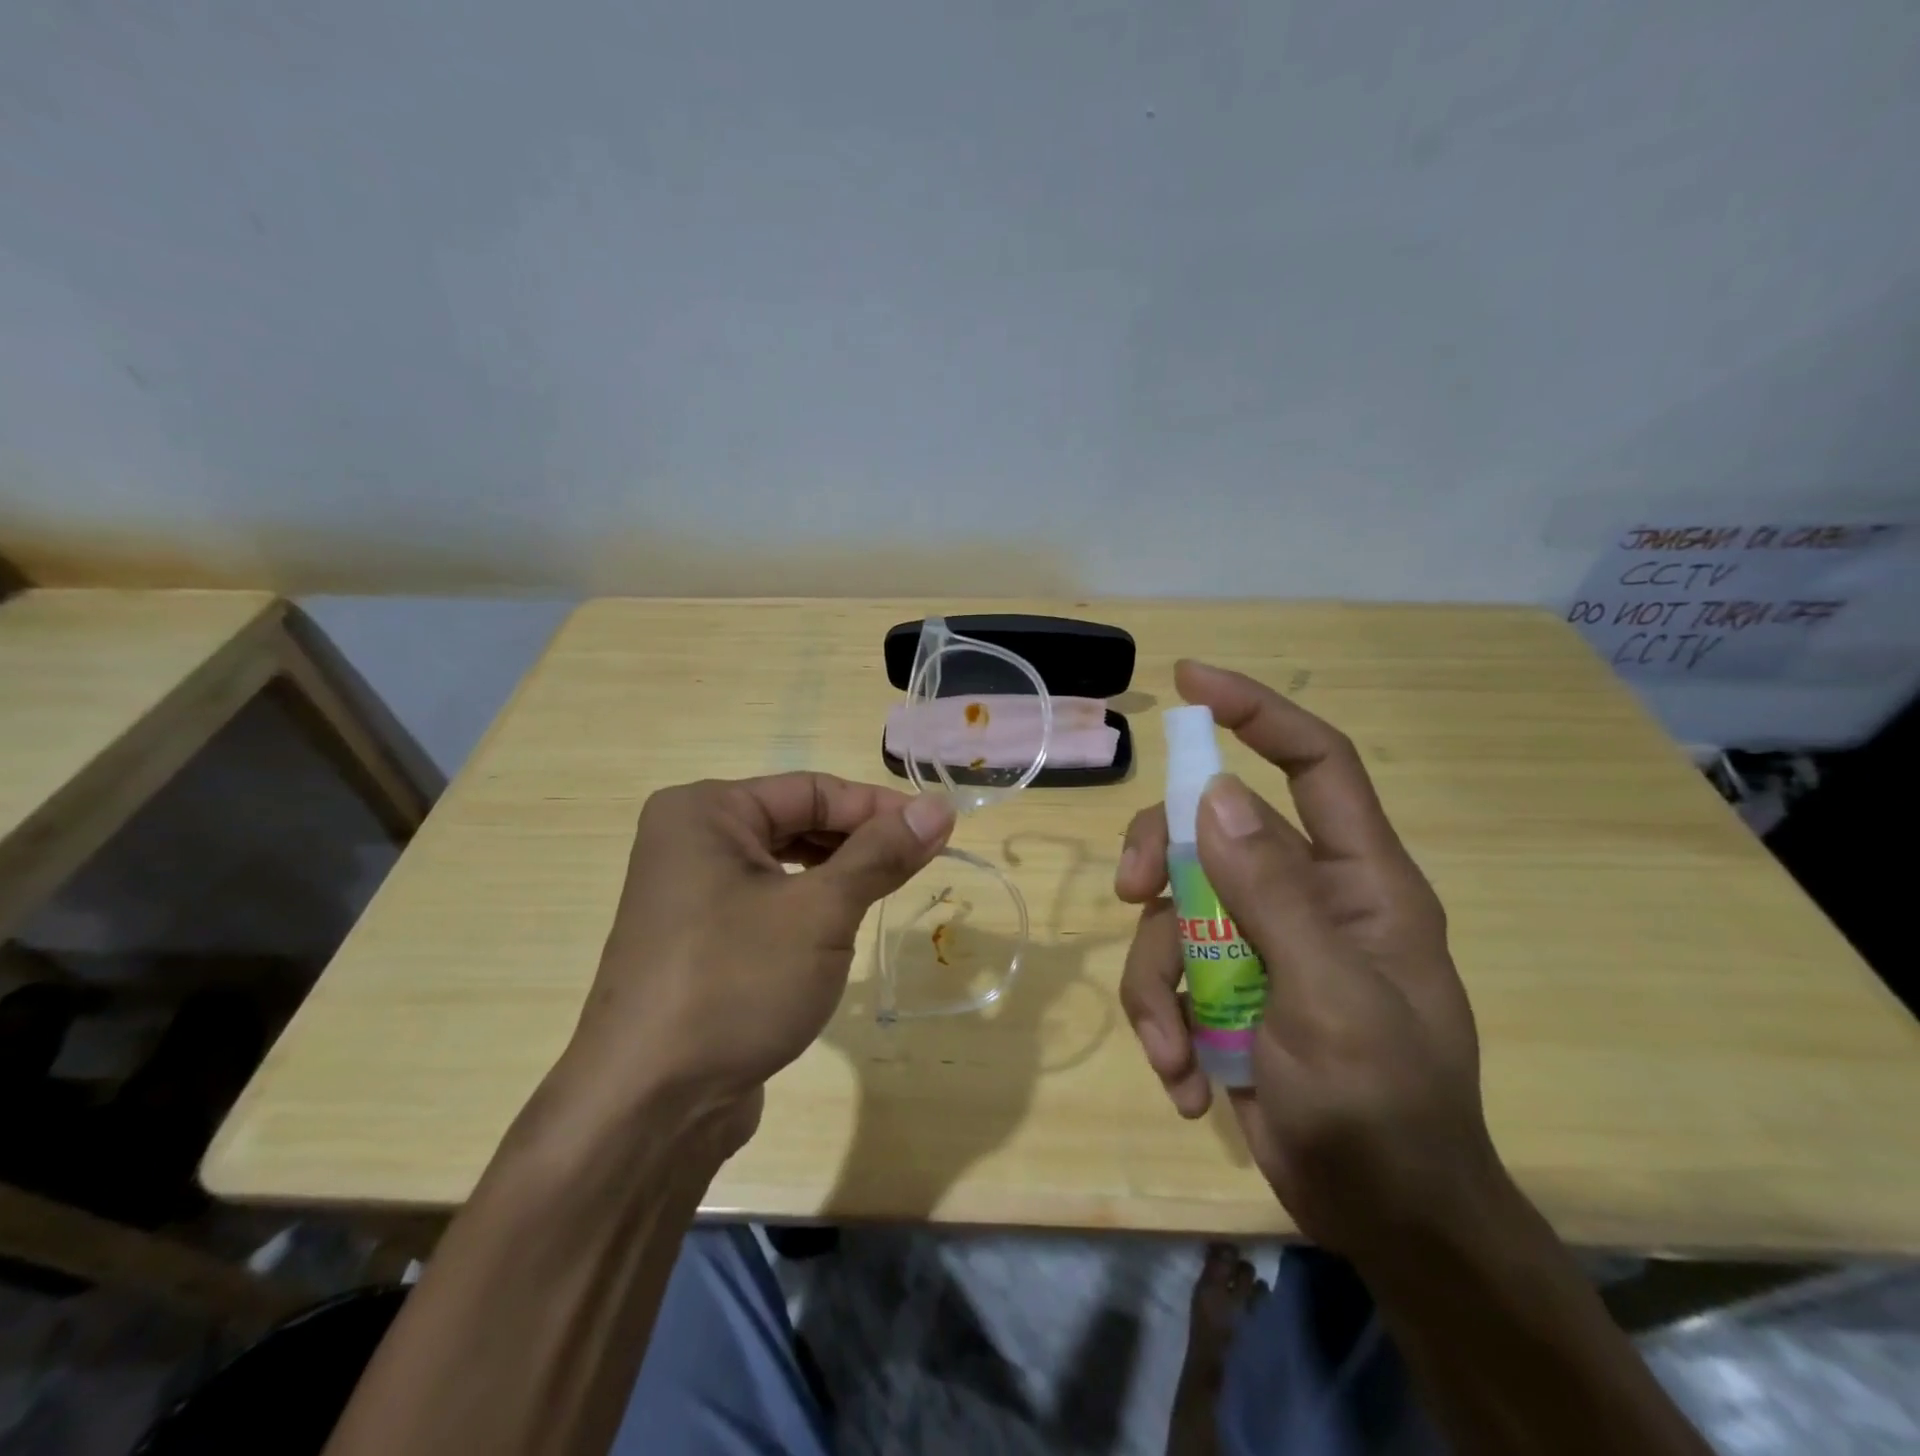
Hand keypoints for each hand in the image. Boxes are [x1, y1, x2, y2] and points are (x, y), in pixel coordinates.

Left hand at [561, 774, 955, 1150]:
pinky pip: (768, 902)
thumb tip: (940, 808)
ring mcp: (690, 893)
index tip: (938, 830)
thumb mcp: (820, 913)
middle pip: (797, 821)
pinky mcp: (700, 939)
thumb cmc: (735, 985)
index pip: (813, 790)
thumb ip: (881, 854)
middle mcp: (690, 840)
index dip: (880, 807)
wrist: (648, 1109)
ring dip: (839, 874)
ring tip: (889, 892)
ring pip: (785, 864)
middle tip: (921, 862)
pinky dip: (810, 907)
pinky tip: (840, 929)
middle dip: (860, 841)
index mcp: (705, 812)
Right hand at [1116, 662, 1493, 1257]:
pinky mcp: (1224, 989)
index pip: (1315, 762)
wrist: (1382, 1221)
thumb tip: (1213, 793)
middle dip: (1161, 859)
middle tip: (1130, 894)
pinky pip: (1167, 972)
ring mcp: (1258, 943)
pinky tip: (1184, 1080)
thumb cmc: (1384, 1109)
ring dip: (1156, 980)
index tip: (1190, 681)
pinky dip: (1163, 1022)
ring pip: (1172, 911)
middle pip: (1210, 829)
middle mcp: (1305, 896)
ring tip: (1174, 1052)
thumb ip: (1273, 894)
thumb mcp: (1330, 1000)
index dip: (1257, 712)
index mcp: (1358, 880)